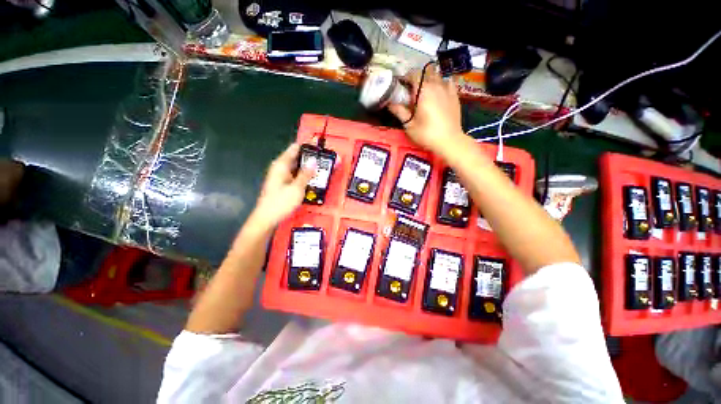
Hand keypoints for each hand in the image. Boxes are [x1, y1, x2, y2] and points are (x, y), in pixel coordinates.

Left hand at [252, 143, 314, 227]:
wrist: (267, 218)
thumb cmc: (281, 202)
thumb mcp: (297, 188)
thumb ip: (306, 174)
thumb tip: (314, 161)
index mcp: (281, 165)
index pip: (294, 149)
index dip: (306, 146)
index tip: (319, 147)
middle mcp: (280, 168)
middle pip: (296, 157)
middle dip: (309, 158)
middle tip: (324, 159)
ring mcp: (280, 176)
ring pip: (296, 167)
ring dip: (307, 168)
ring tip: (321, 168)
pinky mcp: (283, 184)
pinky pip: (295, 175)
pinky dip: (303, 175)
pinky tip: (312, 179)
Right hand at [388, 66, 464, 153]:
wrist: (449, 141)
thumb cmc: (426, 134)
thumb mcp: (409, 125)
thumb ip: (399, 111)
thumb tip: (389, 103)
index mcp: (423, 90)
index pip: (413, 74)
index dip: (406, 78)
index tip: (401, 86)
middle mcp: (436, 85)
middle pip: (425, 73)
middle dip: (417, 78)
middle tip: (411, 90)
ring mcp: (447, 89)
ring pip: (437, 76)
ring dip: (429, 80)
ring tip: (424, 91)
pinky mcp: (455, 95)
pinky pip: (448, 82)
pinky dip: (441, 83)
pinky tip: (439, 91)